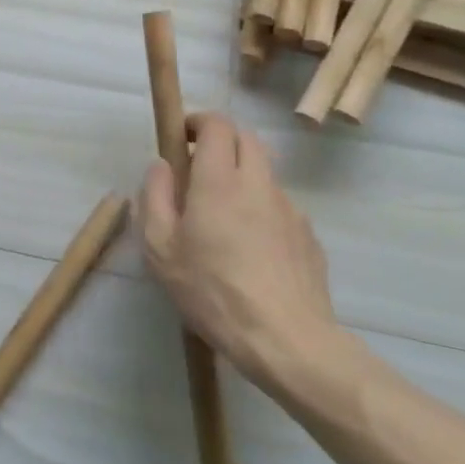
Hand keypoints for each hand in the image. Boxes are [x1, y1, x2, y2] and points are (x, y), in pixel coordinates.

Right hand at [137, 112, 342, 392]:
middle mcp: (258, 184)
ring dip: (243, 176)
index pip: (218, 124)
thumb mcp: (161, 248)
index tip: (182, 139)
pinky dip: (262, 210)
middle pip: (247, 138)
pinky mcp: (309, 236)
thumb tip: (161, 166)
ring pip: (265, 172)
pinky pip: (280, 207)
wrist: (288, 341)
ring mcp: (290, 209)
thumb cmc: (213, 291)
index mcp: (219, 180)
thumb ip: (155, 197)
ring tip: (223, 217)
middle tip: (199, 170)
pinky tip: (251, 250)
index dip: (198, 122)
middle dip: (223, 141)